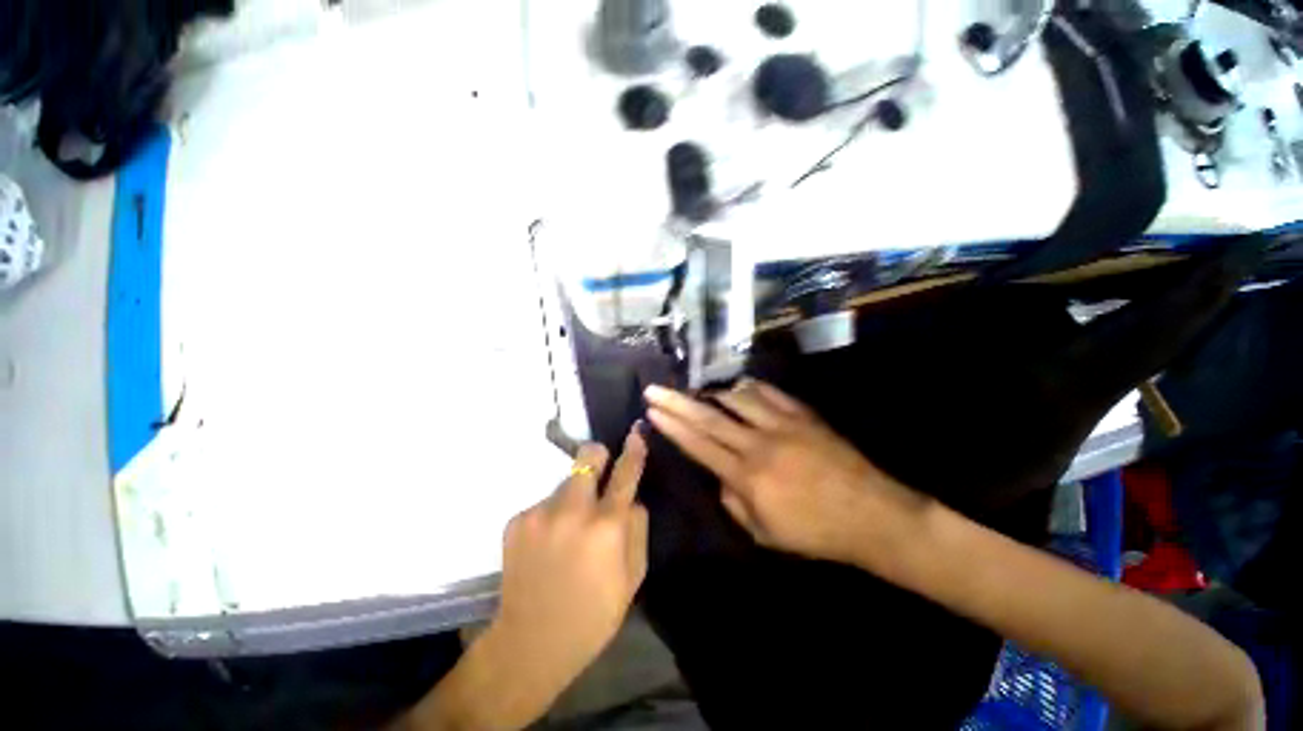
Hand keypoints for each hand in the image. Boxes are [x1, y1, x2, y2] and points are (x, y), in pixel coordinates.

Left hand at [484, 429, 649, 722]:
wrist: (530, 643)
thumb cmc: (593, 613)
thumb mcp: (632, 577)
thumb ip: (637, 528)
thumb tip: (631, 498)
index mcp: (606, 527)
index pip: (625, 474)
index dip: (633, 450)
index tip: (636, 431)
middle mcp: (573, 510)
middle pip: (587, 456)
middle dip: (597, 456)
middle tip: (599, 471)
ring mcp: (540, 513)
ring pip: (565, 482)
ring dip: (573, 495)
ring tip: (569, 529)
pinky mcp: (517, 520)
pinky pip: (544, 503)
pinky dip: (552, 515)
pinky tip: (548, 543)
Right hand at [645, 380, 927, 564]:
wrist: (872, 515)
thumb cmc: (816, 532)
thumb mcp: (765, 534)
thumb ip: (734, 502)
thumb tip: (719, 475)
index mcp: (748, 477)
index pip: (699, 445)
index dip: (673, 426)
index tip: (653, 410)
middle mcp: (759, 445)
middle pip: (710, 418)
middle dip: (677, 402)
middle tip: (655, 389)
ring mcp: (783, 425)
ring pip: (738, 398)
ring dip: (713, 392)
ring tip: (698, 391)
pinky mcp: (803, 415)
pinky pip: (770, 393)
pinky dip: (749, 388)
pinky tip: (738, 387)